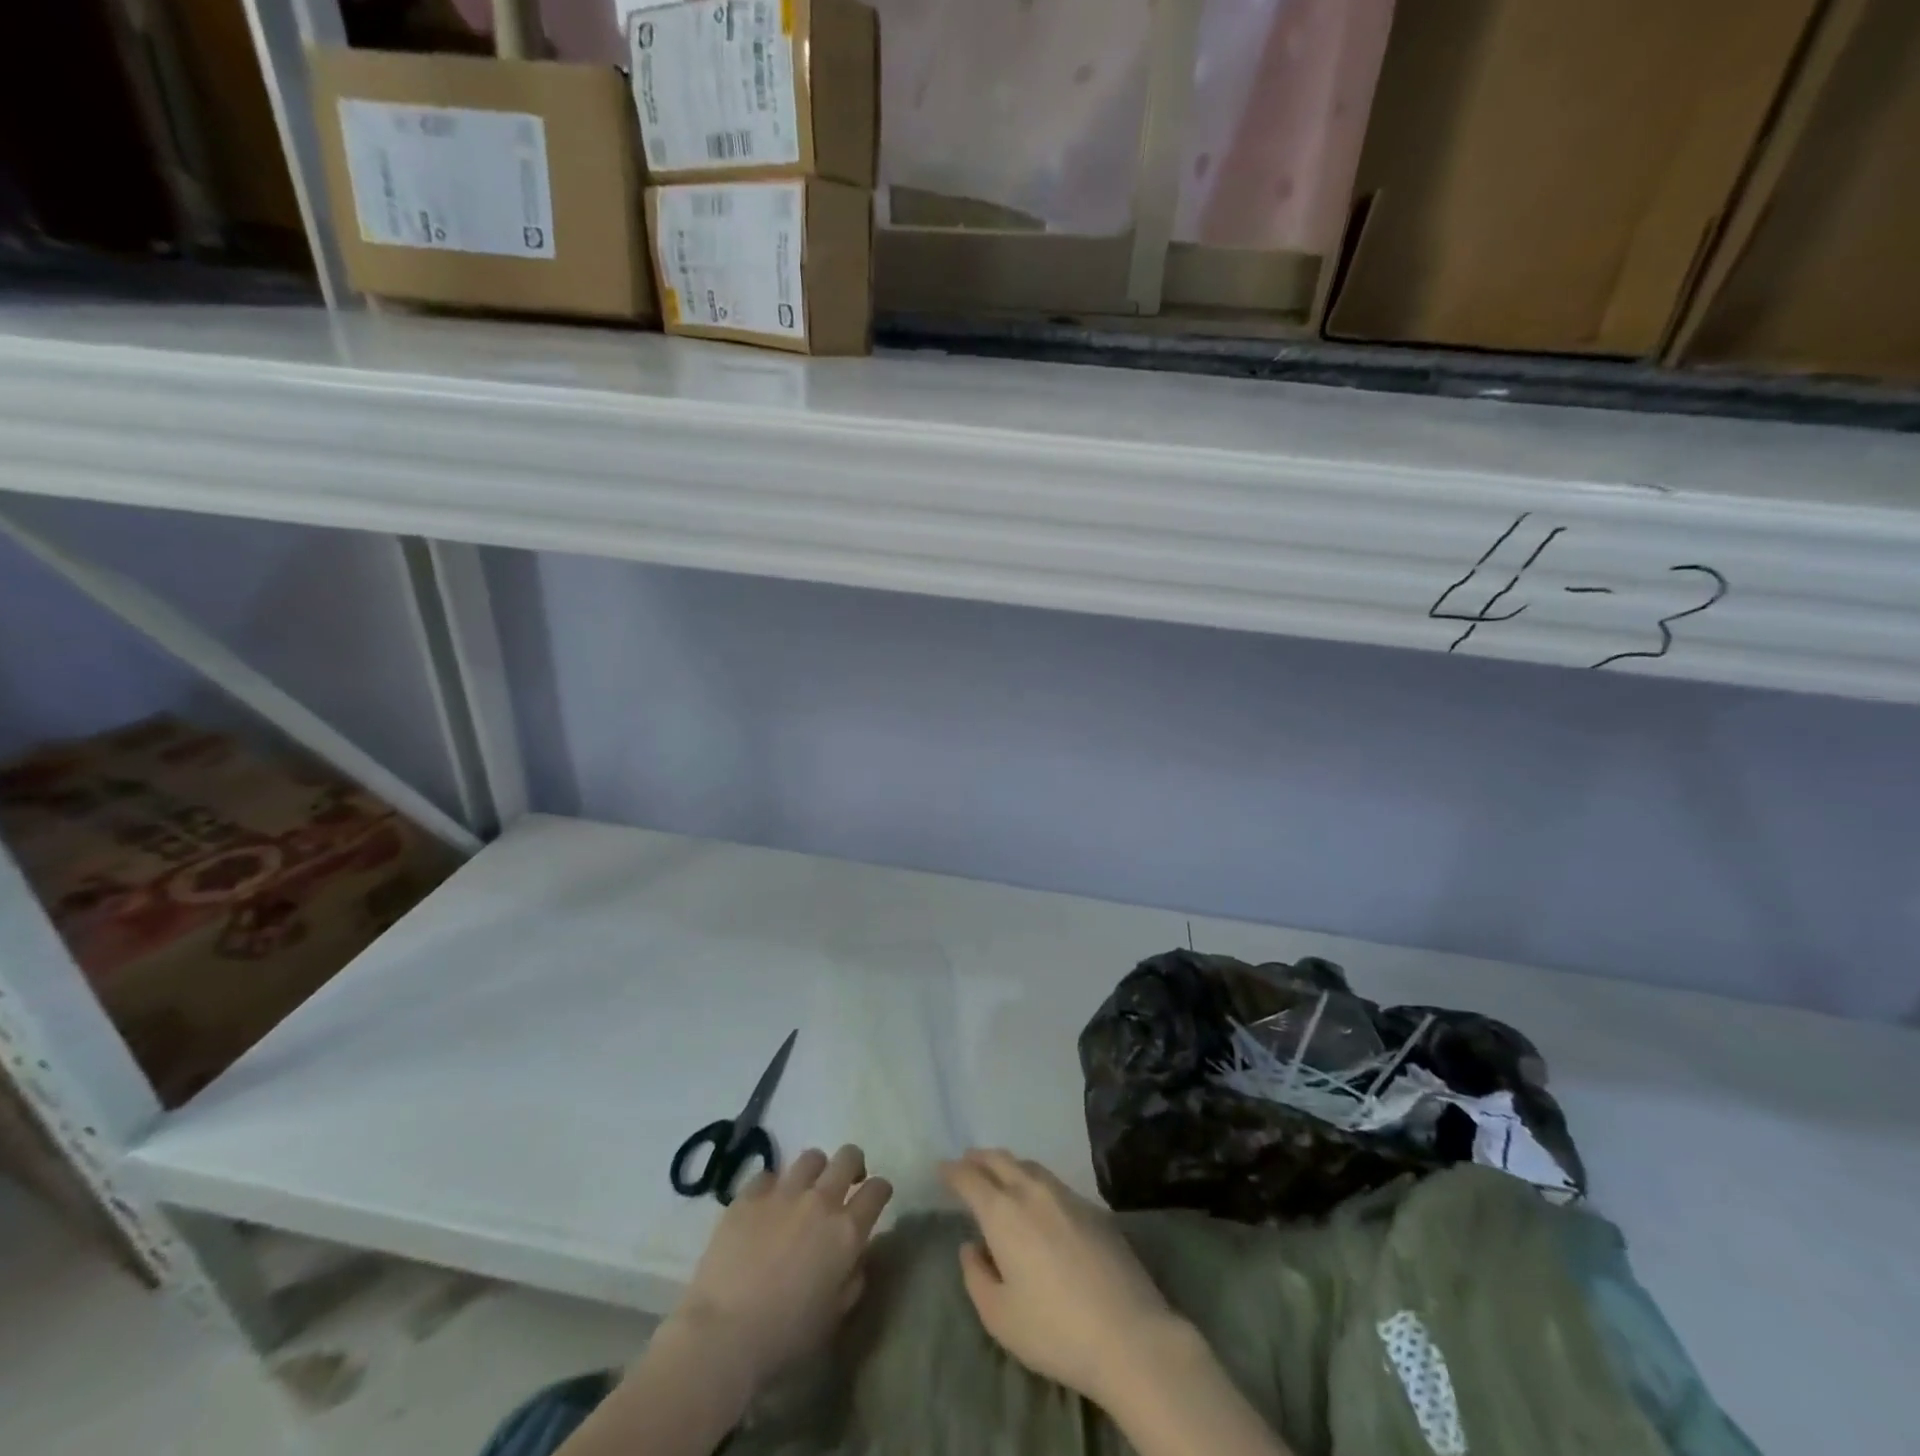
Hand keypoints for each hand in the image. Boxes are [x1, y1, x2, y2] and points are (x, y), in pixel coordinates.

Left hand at [674, 1144, 892, 1387]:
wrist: (723, 1334)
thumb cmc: (785, 1336)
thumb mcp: (833, 1318)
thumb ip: (852, 1280)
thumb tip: (855, 1259)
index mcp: (846, 1231)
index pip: (877, 1190)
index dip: (880, 1191)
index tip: (875, 1199)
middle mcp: (820, 1201)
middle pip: (848, 1157)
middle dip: (853, 1165)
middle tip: (845, 1184)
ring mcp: (784, 1192)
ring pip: (811, 1157)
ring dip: (815, 1172)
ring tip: (805, 1191)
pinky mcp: (749, 1195)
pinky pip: (768, 1176)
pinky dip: (772, 1188)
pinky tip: (766, 1207)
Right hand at [940, 1149, 1185, 1409]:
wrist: (1128, 1334)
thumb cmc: (1054, 1330)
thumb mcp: (1000, 1316)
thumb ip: (977, 1276)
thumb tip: (971, 1246)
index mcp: (1003, 1212)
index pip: (970, 1179)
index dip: (953, 1171)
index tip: (942, 1168)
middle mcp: (1032, 1191)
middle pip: (1000, 1160)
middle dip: (979, 1158)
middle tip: (967, 1161)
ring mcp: (1067, 1195)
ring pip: (1029, 1166)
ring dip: (1009, 1165)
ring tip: (1000, 1173)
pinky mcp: (1094, 1208)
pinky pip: (1054, 1182)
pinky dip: (1035, 1181)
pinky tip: (1039, 1199)